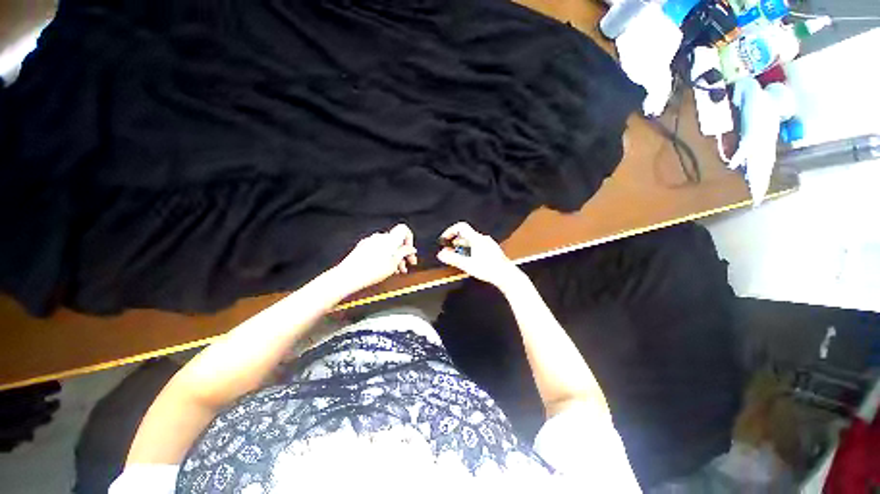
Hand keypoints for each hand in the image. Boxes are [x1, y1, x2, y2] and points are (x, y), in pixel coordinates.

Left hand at [334, 224, 417, 291]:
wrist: (348, 276)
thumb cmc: (370, 271)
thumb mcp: (393, 263)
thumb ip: (404, 253)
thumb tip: (411, 249)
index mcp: (389, 239)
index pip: (403, 229)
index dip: (410, 240)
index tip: (410, 252)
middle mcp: (379, 237)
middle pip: (396, 240)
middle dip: (403, 253)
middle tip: (407, 265)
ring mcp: (370, 241)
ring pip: (387, 246)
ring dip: (394, 257)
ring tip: (396, 270)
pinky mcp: (363, 247)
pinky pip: (378, 249)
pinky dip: (384, 256)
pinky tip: (385, 268)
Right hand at [436, 222, 521, 287]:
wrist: (506, 275)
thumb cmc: (488, 269)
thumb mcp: (467, 264)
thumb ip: (452, 258)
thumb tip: (441, 254)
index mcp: (476, 238)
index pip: (461, 227)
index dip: (450, 231)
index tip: (444, 239)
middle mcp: (483, 239)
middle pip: (465, 235)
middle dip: (455, 242)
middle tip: (449, 250)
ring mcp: (488, 244)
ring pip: (471, 241)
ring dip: (462, 247)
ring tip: (457, 256)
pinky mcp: (492, 250)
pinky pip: (477, 246)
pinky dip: (470, 250)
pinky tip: (469, 260)